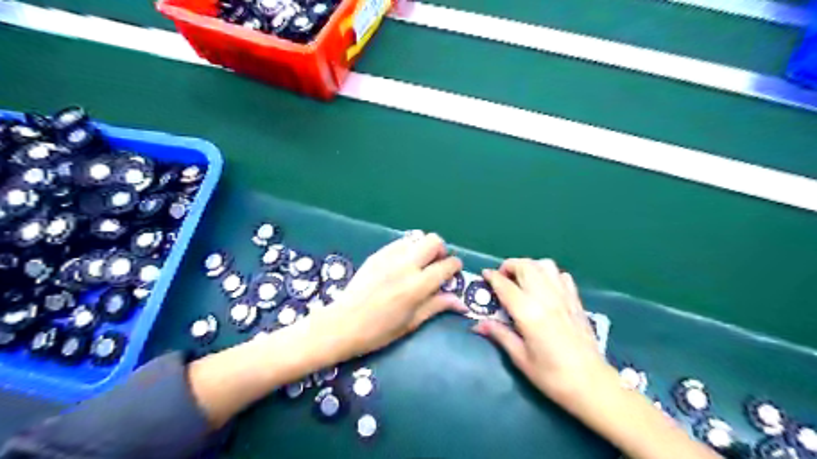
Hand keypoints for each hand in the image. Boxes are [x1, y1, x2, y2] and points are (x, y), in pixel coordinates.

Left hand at [313, 232, 465, 363]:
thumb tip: (461, 302)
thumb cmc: (379, 331)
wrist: (342, 324)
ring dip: (423, 247)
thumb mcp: (411, 322)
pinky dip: (407, 248)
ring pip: (416, 237)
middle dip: (441, 250)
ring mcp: (389, 257)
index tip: (454, 270)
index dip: (455, 266)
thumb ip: (436, 306)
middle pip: (433, 241)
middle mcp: (406, 265)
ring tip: (419, 263)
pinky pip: (399, 243)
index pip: (446, 265)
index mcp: (417, 286)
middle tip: (437, 265)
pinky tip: (401, 263)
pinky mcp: (377, 254)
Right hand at [473, 259, 612, 404]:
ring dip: (529, 267)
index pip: (506, 286)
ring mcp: (563, 296)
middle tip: (502, 278)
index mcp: (529, 314)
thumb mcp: (520, 358)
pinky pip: (561, 275)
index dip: (492, 277)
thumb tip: (478, 325)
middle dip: (509, 266)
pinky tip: (544, 288)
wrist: (592, 384)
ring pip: (544, 265)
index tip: (484, 275)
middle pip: (525, 266)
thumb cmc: (552, 376)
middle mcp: (546, 298)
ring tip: (522, 280)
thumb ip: (500, 335)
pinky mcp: (576, 300)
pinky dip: (549, 274)